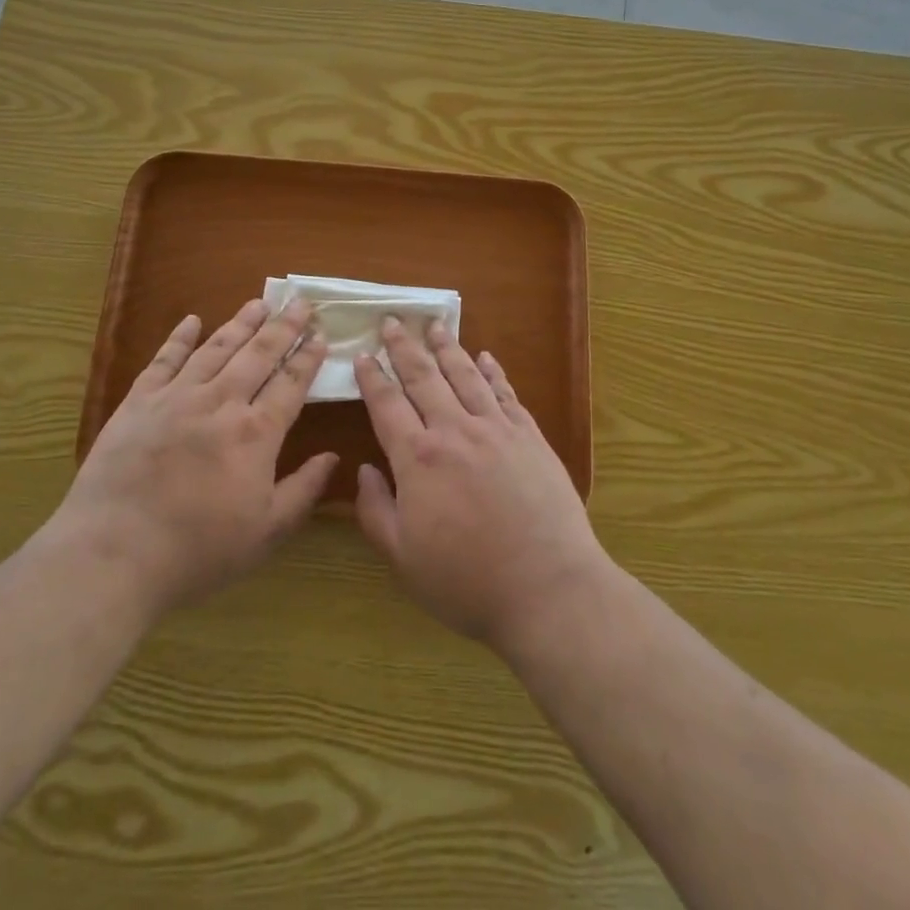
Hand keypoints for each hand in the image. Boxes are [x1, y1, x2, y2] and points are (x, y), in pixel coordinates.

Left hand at [52, 298, 336, 616]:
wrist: (113, 555)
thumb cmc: (197, 551)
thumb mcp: (265, 533)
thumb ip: (303, 491)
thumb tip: (332, 457)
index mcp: (255, 433)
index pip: (290, 384)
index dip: (307, 357)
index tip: (321, 334)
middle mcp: (221, 403)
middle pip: (258, 354)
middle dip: (283, 326)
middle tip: (299, 302)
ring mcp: (177, 397)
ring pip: (217, 348)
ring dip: (241, 323)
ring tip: (259, 302)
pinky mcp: (138, 402)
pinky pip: (164, 360)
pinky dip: (180, 338)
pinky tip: (192, 320)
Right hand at [354, 318, 606, 649]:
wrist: (547, 588)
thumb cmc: (467, 581)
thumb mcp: (403, 558)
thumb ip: (376, 510)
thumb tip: (365, 470)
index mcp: (418, 458)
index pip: (387, 405)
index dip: (372, 378)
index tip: (362, 355)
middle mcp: (455, 431)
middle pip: (423, 377)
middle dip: (404, 347)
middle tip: (392, 321)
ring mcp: (496, 429)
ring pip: (464, 375)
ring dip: (446, 347)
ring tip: (434, 325)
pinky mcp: (530, 436)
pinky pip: (506, 392)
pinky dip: (492, 371)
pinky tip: (485, 356)